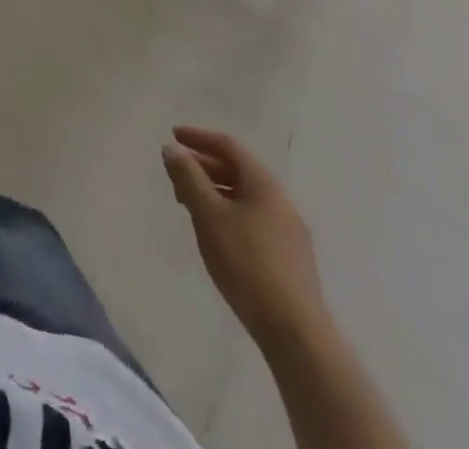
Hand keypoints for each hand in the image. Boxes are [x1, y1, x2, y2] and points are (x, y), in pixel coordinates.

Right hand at [163, 126, 326, 345]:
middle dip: (203, 167)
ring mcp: (289, 231)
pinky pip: (252, 219)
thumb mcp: (209, 215)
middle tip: (175, 175)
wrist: (296, 333)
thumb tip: (173, 148)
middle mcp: (280, 200)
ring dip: (214, 191)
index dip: (198, 137)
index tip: (172, 136)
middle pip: (237, 170)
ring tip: (189, 205)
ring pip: (244, 197)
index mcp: (264, 183)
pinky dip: (228, 213)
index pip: (228, 146)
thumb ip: (188, 177)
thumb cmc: (247, 263)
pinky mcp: (290, 258)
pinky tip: (215, 233)